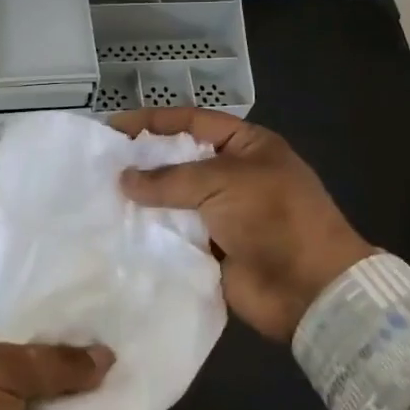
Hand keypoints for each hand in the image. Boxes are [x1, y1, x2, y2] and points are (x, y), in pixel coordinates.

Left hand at [0, 310, 129, 409]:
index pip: (23, 315)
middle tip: (135, 349)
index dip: (63, 314)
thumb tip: (106, 357)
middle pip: (43, 362)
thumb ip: (55, 363)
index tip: (107, 309)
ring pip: (52, 407)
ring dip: (89, 405)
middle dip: (84, 360)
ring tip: (138, 392)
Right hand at [111, 108, 375, 341]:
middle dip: (143, 161)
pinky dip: (151, 233)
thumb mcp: (224, 182)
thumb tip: (125, 179)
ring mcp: (221, 214)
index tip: (113, 126)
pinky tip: (118, 230)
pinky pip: (175, 235)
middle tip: (100, 163)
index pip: (194, 122)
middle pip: (180, 161)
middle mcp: (232, 176)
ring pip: (173, 200)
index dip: (154, 121)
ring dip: (143, 200)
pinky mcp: (210, 250)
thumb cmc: (274, 218)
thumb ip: (171, 179)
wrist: (309, 288)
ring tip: (100, 196)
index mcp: (247, 146)